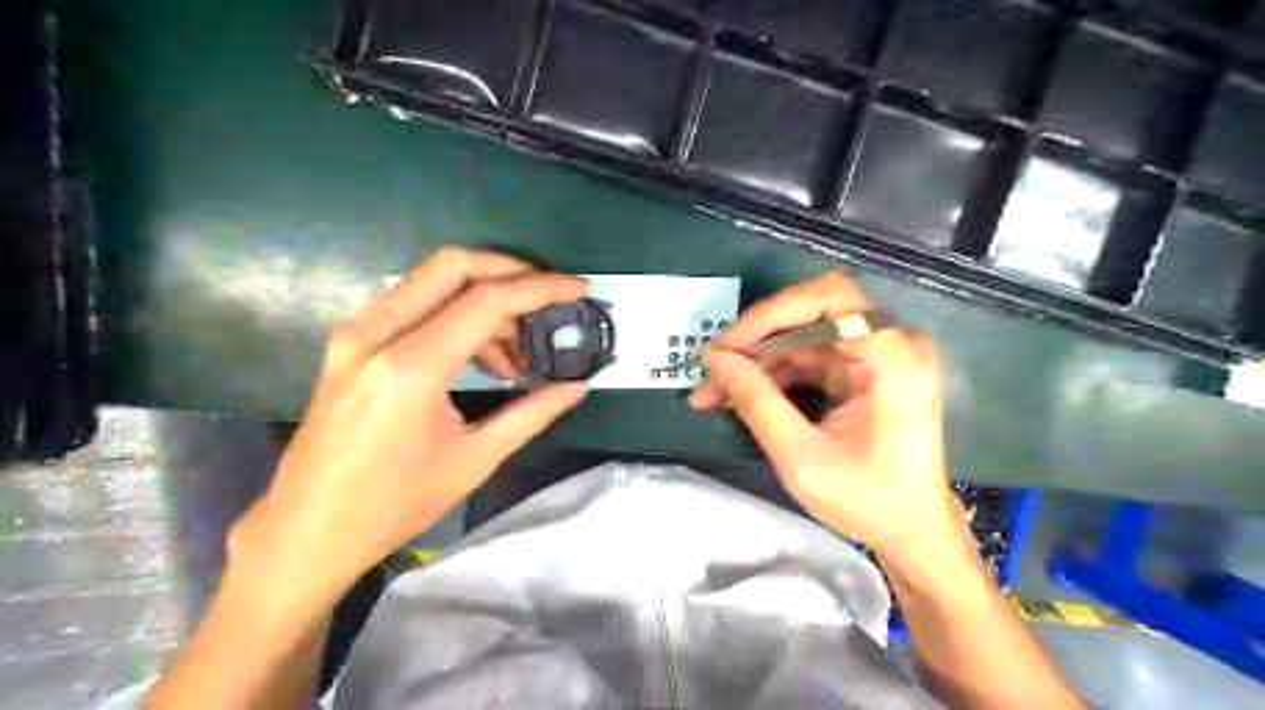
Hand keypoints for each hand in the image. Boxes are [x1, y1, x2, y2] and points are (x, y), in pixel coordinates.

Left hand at [231, 246, 589, 605]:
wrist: (307, 530)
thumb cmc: (394, 504)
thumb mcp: (474, 459)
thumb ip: (533, 413)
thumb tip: (579, 386)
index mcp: (410, 368)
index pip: (487, 300)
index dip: (541, 288)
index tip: (578, 289)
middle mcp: (376, 334)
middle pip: (454, 265)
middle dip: (511, 272)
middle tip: (547, 302)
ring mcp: (355, 332)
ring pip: (432, 279)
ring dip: (483, 298)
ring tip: (512, 355)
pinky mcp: (349, 340)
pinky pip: (412, 301)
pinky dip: (454, 311)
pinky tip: (475, 355)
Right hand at [690, 268, 960, 553]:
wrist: (913, 531)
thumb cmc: (868, 500)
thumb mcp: (801, 457)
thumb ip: (756, 402)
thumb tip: (715, 360)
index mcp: (890, 357)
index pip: (827, 299)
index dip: (770, 315)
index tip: (726, 348)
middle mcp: (890, 343)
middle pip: (811, 313)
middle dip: (756, 340)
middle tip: (714, 369)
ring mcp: (877, 355)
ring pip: (802, 337)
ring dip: (757, 361)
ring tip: (714, 391)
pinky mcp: (864, 370)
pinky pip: (810, 358)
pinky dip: (774, 374)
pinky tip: (741, 394)